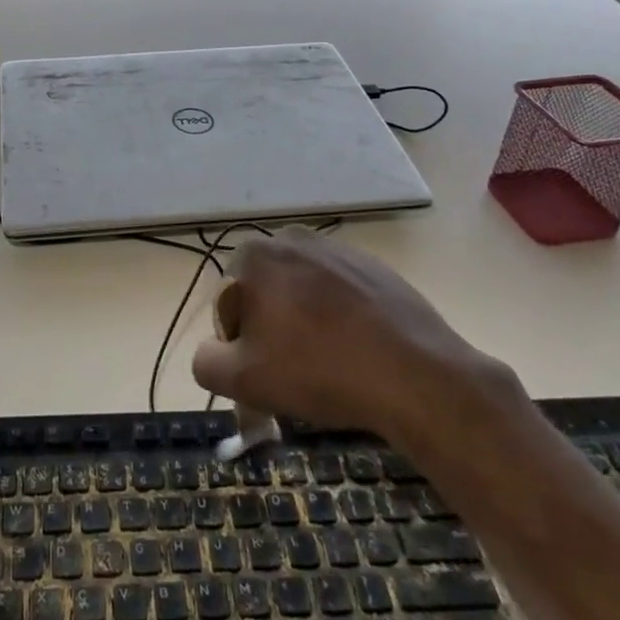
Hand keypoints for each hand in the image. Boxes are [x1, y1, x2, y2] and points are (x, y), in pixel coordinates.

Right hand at [191, 227, 520, 454]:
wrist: (414, 375)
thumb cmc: (319, 370)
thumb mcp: (243, 380)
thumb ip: (206, 363)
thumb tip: (212, 353)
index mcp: (256, 255)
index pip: (229, 304)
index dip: (241, 344)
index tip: (266, 373)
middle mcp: (293, 239)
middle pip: (266, 293)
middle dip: (272, 329)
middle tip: (295, 372)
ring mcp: (338, 249)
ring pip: (303, 293)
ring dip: (305, 323)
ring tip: (330, 365)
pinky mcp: (374, 267)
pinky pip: (340, 294)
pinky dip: (341, 319)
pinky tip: (359, 352)